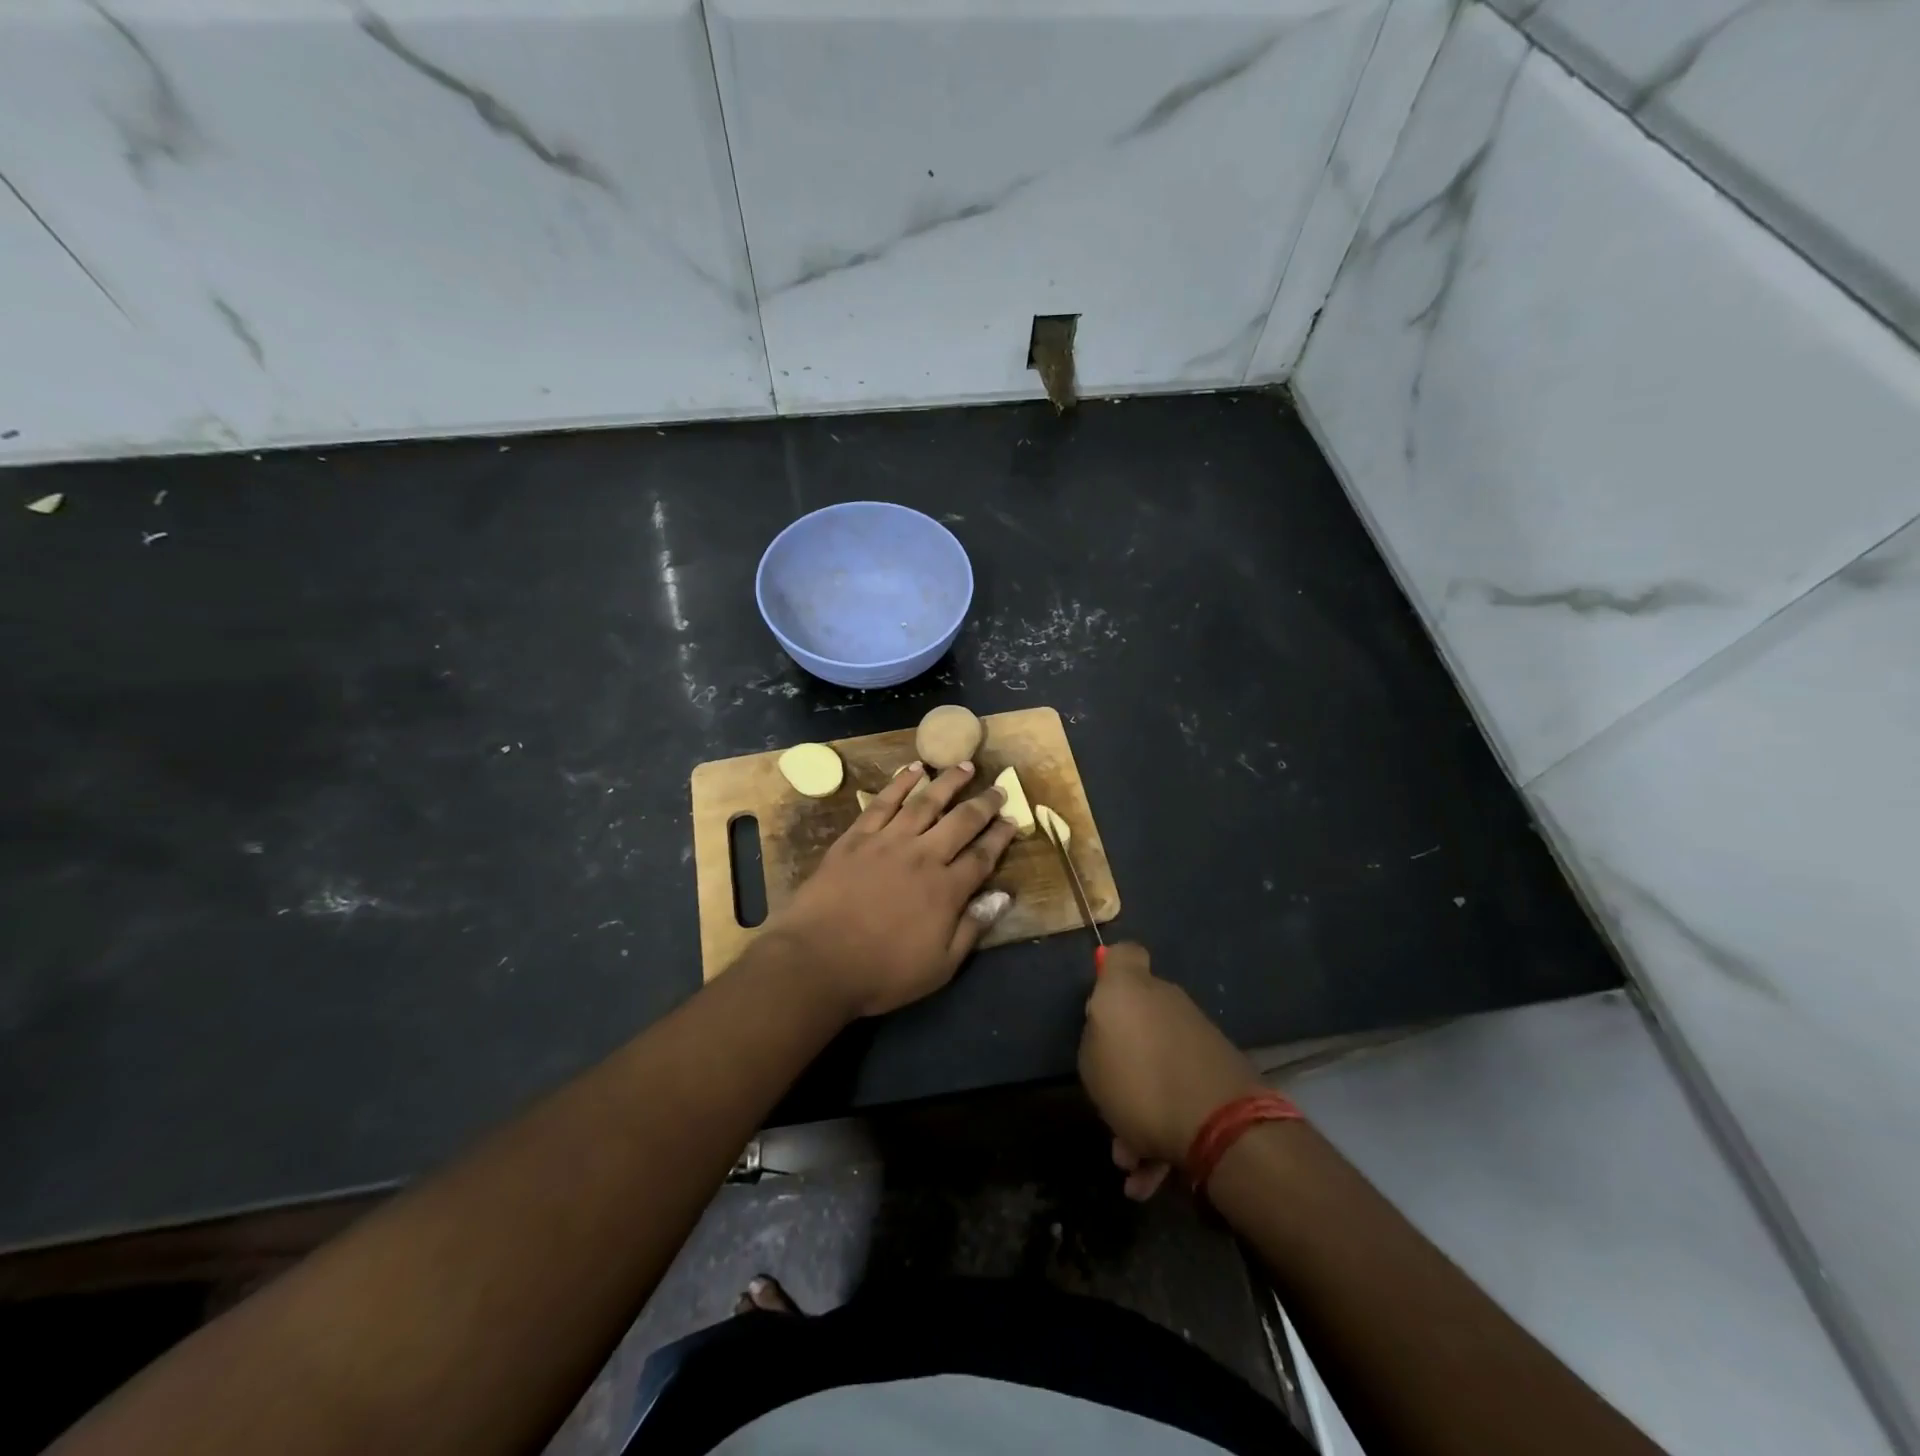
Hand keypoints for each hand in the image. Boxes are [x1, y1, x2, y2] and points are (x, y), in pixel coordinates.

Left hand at [767, 761, 1018, 1018]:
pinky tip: (914, 770)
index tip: (1013, 820)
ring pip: (925, 802)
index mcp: (946, 890)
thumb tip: (1003, 896)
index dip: (1000, 837)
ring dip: (948, 782)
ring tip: (965, 766)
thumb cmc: (881, 972)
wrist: (817, 961)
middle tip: (999, 788)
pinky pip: (884, 802)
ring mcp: (888, 842)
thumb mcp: (940, 966)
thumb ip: (972, 928)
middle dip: (984, 803)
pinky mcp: (856, 837)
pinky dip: (901, 783)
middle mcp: (923, 856)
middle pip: (961, 822)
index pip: (982, 856)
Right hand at [1078, 943, 1263, 1196]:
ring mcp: (1196, 1038)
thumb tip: (1108, 1026)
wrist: (1221, 1124)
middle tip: (1106, 1104)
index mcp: (1133, 990)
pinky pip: (1179, 1094)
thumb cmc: (1140, 1081)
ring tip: (1128, 1161)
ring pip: (1156, 1067)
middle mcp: (1167, 1004)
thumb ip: (1095, 1034)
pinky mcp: (1218, 1073)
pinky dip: (1162, 1130)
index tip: (1100, 998)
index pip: (1124, 955)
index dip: (1110, 970)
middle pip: (1137, 1021)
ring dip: (1138, 1113)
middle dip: (1121, 1065)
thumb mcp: (1091, 1060)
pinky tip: (1148, 1177)